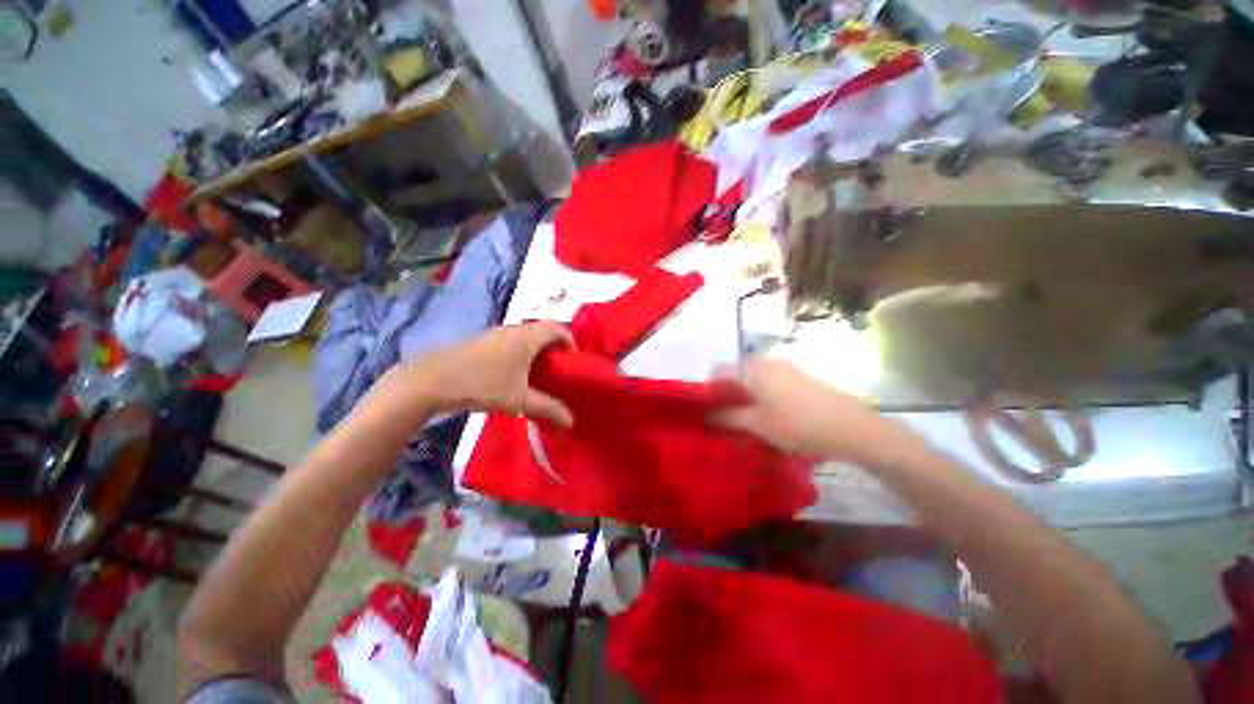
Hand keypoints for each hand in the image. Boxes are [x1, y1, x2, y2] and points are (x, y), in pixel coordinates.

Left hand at [379, 322, 574, 427]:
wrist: (430, 381)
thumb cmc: (483, 385)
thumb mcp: (519, 400)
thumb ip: (548, 408)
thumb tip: (571, 421)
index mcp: (527, 337)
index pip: (558, 328)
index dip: (570, 341)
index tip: (573, 361)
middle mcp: (513, 330)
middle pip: (542, 332)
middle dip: (554, 350)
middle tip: (558, 372)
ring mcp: (495, 334)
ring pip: (525, 338)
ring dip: (536, 353)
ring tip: (539, 377)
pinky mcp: (481, 342)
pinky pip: (510, 343)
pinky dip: (520, 354)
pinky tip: (514, 377)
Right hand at [714, 357, 907, 465]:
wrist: (852, 427)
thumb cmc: (798, 425)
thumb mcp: (758, 424)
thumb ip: (727, 417)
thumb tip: (705, 414)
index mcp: (752, 369)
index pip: (718, 372)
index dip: (707, 390)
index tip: (704, 410)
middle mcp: (766, 362)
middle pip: (735, 374)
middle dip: (726, 394)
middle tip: (724, 418)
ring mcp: (784, 367)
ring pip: (752, 378)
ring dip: (743, 396)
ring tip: (744, 420)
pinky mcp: (798, 376)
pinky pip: (768, 382)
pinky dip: (760, 395)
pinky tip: (766, 415)